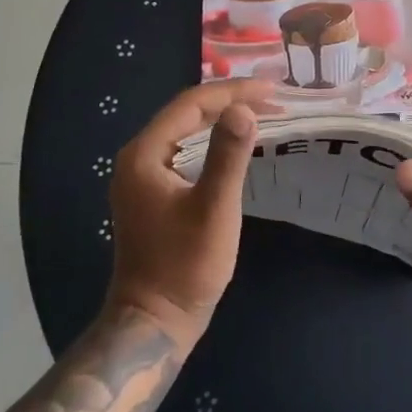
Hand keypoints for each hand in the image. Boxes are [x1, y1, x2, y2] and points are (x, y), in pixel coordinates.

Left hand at [103, 80, 271, 348]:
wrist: (154, 322)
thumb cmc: (185, 266)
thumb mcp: (213, 208)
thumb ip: (228, 155)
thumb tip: (245, 108)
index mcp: (145, 154)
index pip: (190, 104)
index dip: (232, 92)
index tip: (271, 89)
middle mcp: (138, 157)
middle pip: (187, 113)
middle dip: (230, 101)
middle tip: (273, 98)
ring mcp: (142, 176)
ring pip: (186, 130)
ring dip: (222, 119)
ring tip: (261, 112)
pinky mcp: (153, 193)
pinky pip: (185, 150)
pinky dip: (213, 140)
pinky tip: (236, 143)